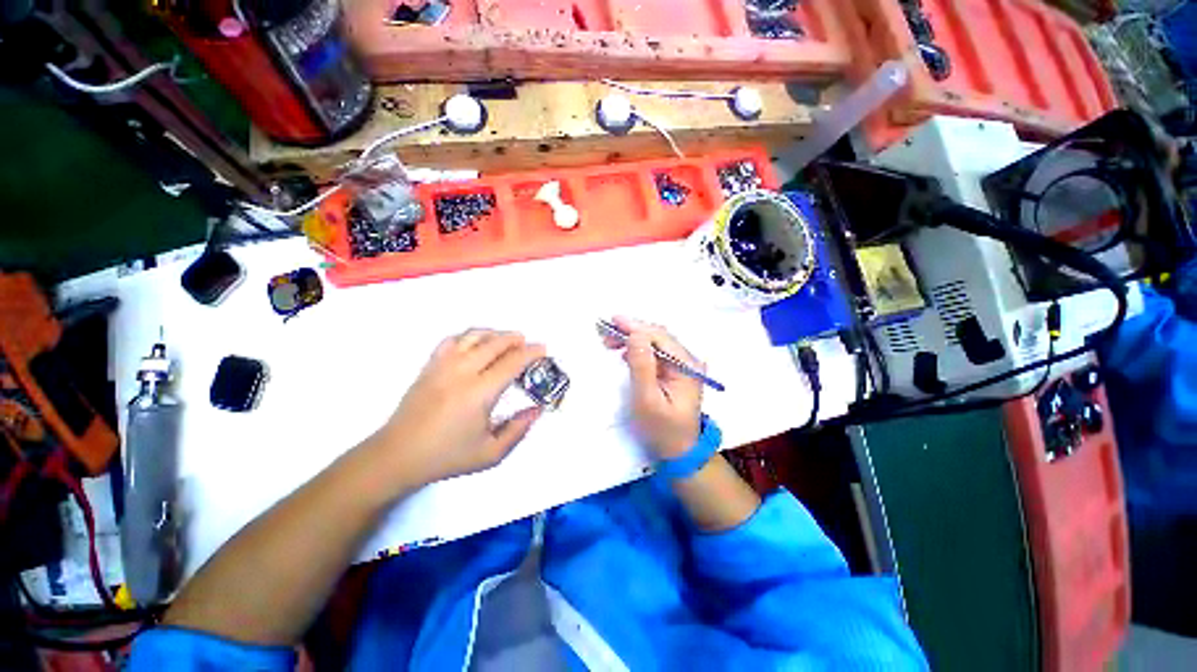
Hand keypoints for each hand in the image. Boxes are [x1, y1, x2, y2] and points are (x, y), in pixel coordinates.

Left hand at [368, 329, 546, 487]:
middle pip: (494, 343)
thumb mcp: (490, 453)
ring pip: (473, 336)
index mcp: (479, 393)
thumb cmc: (447, 456)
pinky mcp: (429, 366)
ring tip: (506, 339)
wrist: (397, 456)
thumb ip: (518, 430)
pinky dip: (468, 336)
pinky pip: (451, 340)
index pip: (512, 362)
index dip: (531, 353)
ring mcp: (442, 366)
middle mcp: (462, 372)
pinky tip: (475, 342)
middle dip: (515, 339)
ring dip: (494, 333)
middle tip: (527, 343)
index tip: (543, 349)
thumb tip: (537, 409)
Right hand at [604, 316, 703, 458]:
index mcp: (687, 366)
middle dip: (632, 331)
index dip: (636, 327)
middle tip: (606, 332)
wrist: (679, 451)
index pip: (660, 337)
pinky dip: (637, 349)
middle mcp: (688, 360)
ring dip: (633, 339)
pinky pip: (655, 353)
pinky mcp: (674, 371)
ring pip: (655, 342)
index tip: (612, 321)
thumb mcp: (648, 401)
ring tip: (610, 341)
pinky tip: (624, 352)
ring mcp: (682, 365)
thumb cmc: (663, 429)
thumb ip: (642, 367)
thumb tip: (635, 335)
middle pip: (658, 336)